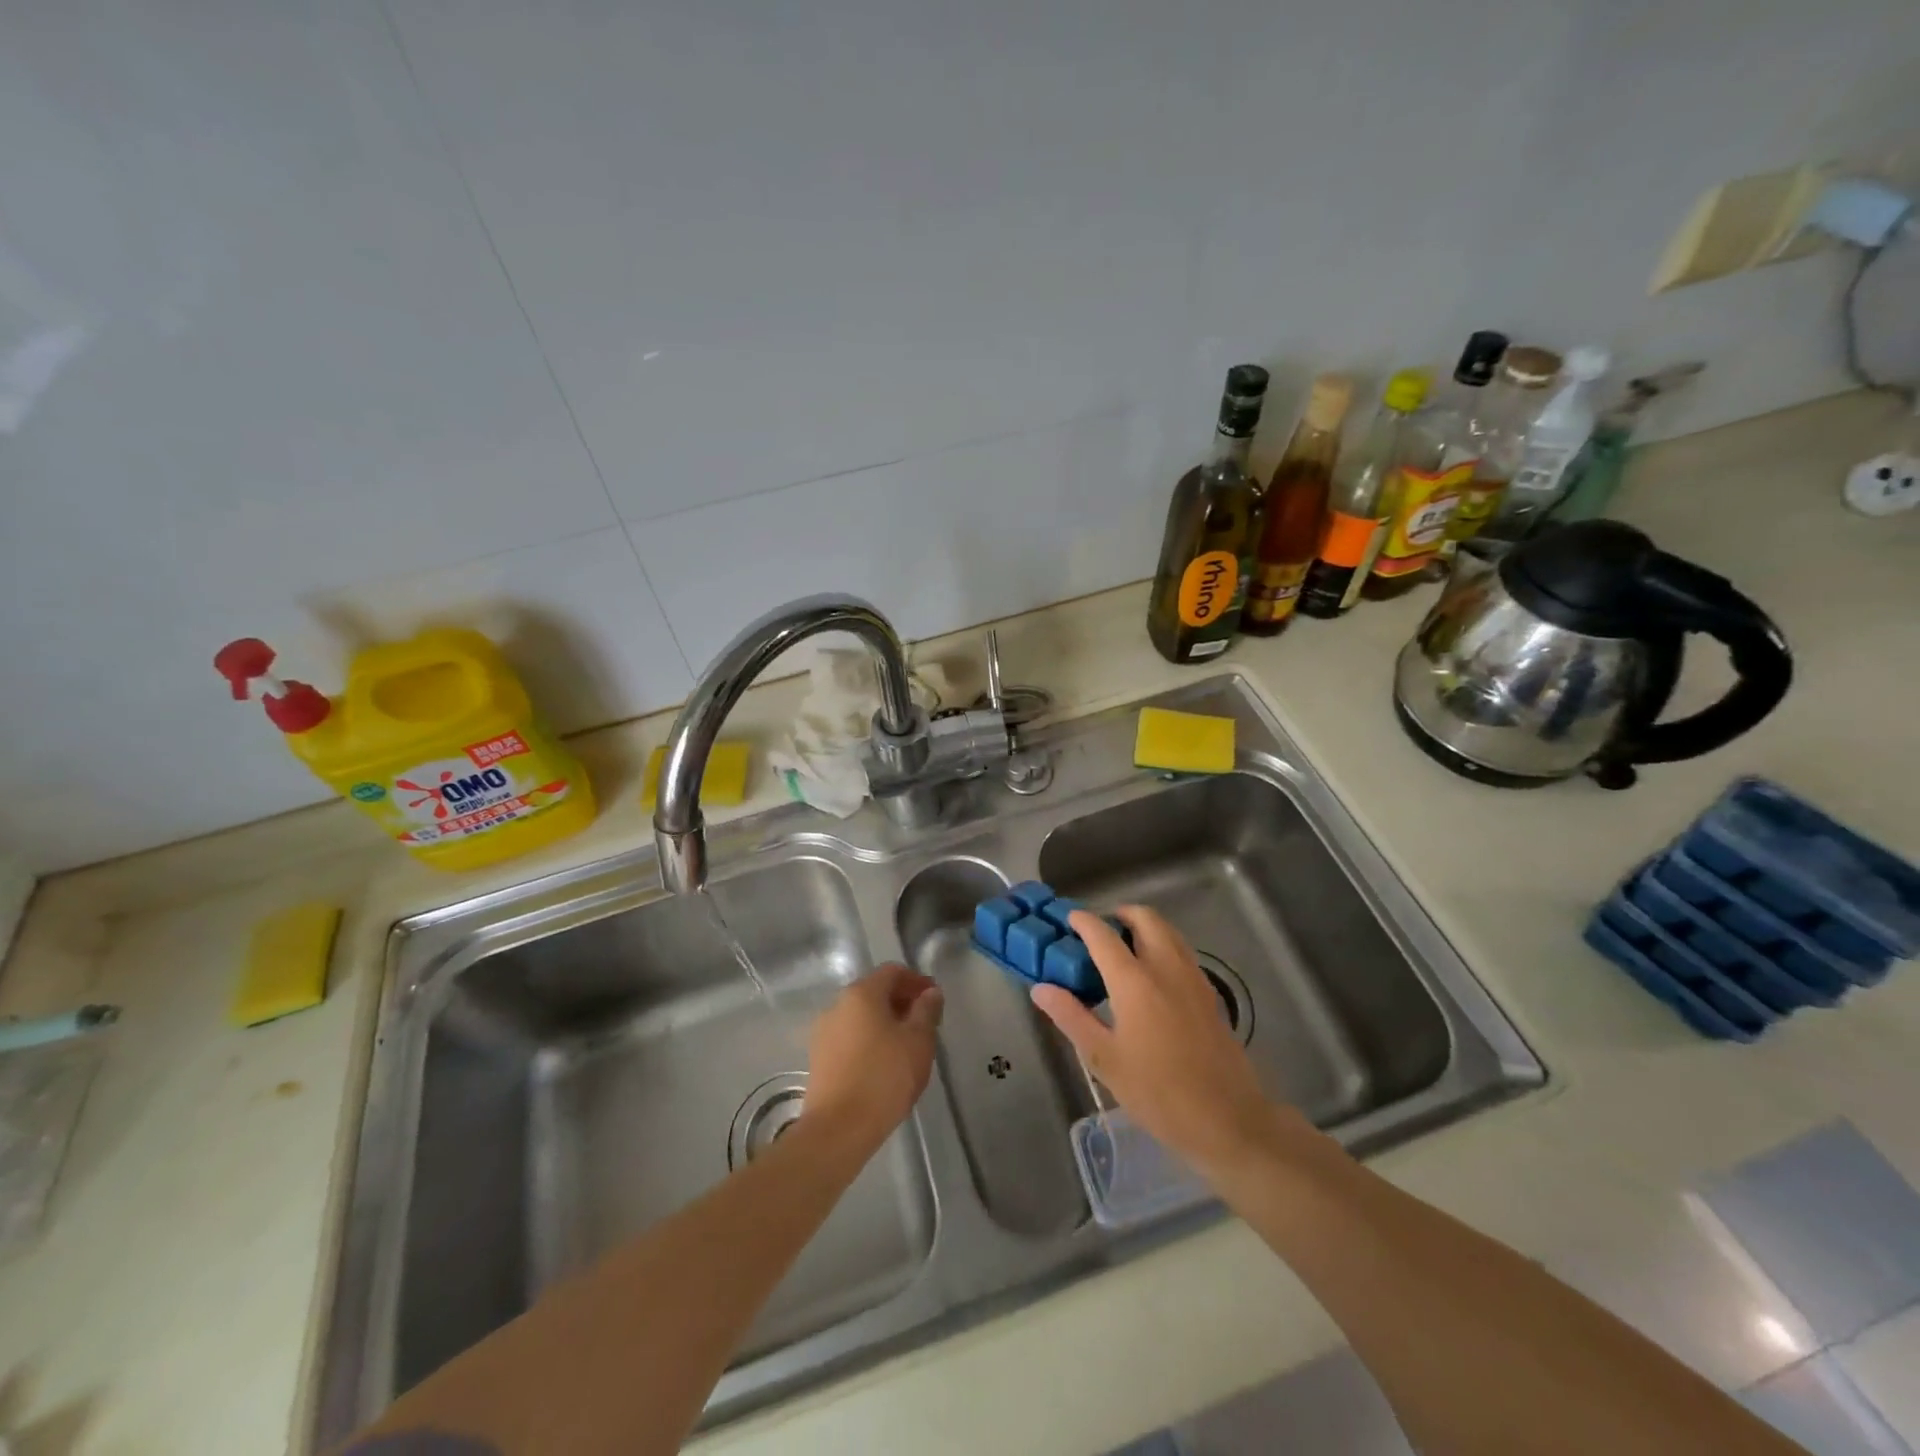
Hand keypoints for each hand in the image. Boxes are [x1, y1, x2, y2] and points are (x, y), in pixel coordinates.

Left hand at [803, 964, 943, 1149]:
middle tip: (925, 1023)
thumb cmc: (884, 1077)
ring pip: (861, 1016)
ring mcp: (824, 1032)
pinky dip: (869, 1040)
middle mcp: (837, 1005)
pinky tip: (884, 1063)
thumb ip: (926, 1011)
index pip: (892, 972)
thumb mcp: (918, 1041)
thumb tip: (930, 993)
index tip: (935, 999)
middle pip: (874, 991)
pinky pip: (850, 1037)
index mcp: (861, 993)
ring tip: (907, 1046)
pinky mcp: (819, 1058)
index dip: (916, 981)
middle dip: (901, 1002)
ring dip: (885, 1022)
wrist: (838, 1130)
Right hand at [1031, 907, 1300, 1173]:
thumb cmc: (1158, 1093)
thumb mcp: (1104, 1060)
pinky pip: (1183, 952)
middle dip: (1120, 914)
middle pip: (1145, 919)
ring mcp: (1193, 978)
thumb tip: (1041, 988)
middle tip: (1100, 929)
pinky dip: (1164, 945)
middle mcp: (1166, 968)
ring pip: (1168, 932)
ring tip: (1124, 947)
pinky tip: (1152, 976)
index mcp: (1135, 982)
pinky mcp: (1209, 994)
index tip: (1069, 918)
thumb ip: (1071, 1017)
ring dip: (1145, 927)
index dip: (1084, 922)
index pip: (1104, 936)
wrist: (1228, 1120)